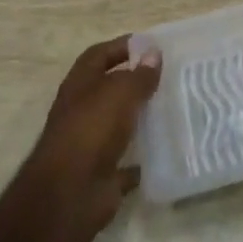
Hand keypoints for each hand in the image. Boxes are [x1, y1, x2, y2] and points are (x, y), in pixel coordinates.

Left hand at [24, 36, 161, 237]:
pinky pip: (126, 162)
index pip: (99, 55)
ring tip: (173, 108)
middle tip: (170, 76)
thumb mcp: (120, 92)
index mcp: (80, 86)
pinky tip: (165, 149)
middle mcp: (82, 112)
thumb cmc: (91, 130)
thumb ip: (139, 74)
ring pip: (119, 124)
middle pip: (110, 89)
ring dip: (141, 118)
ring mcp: (90, 144)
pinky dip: (142, 157)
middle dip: (136, 82)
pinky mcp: (101, 174)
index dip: (122, 46)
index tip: (151, 45)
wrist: (68, 196)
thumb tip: (154, 53)